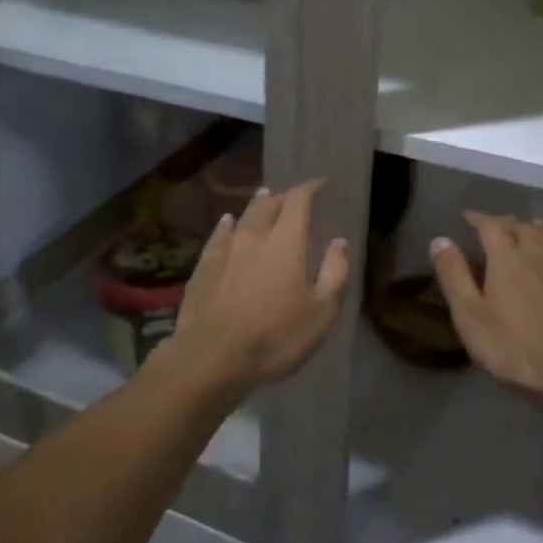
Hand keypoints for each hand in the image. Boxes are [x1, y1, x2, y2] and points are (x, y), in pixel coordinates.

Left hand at [167, 179, 349, 397]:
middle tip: (293, 197)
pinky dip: (228, 225)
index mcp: (286, 242)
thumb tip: (339, 243)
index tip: (322, 184)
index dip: (311, 188)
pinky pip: (218, 235)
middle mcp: (254, 236)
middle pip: (269, 204)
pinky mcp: (204, 267)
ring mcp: (225, 250)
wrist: (211, 358)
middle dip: (284, 196)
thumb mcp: (322, 313)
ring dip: (257, 205)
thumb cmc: (275, 337)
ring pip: (243, 216)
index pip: (299, 201)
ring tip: (264, 197)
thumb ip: (335, 273)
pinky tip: (227, 223)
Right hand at [430, 212, 542, 404]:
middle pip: (525, 230)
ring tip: (534, 225)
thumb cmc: (513, 348)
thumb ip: (454, 276)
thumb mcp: (470, 315)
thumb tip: (440, 239)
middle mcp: (540, 259)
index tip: (467, 217)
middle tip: (497, 224)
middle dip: (509, 222)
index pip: (491, 227)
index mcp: (507, 260)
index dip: (479, 218)